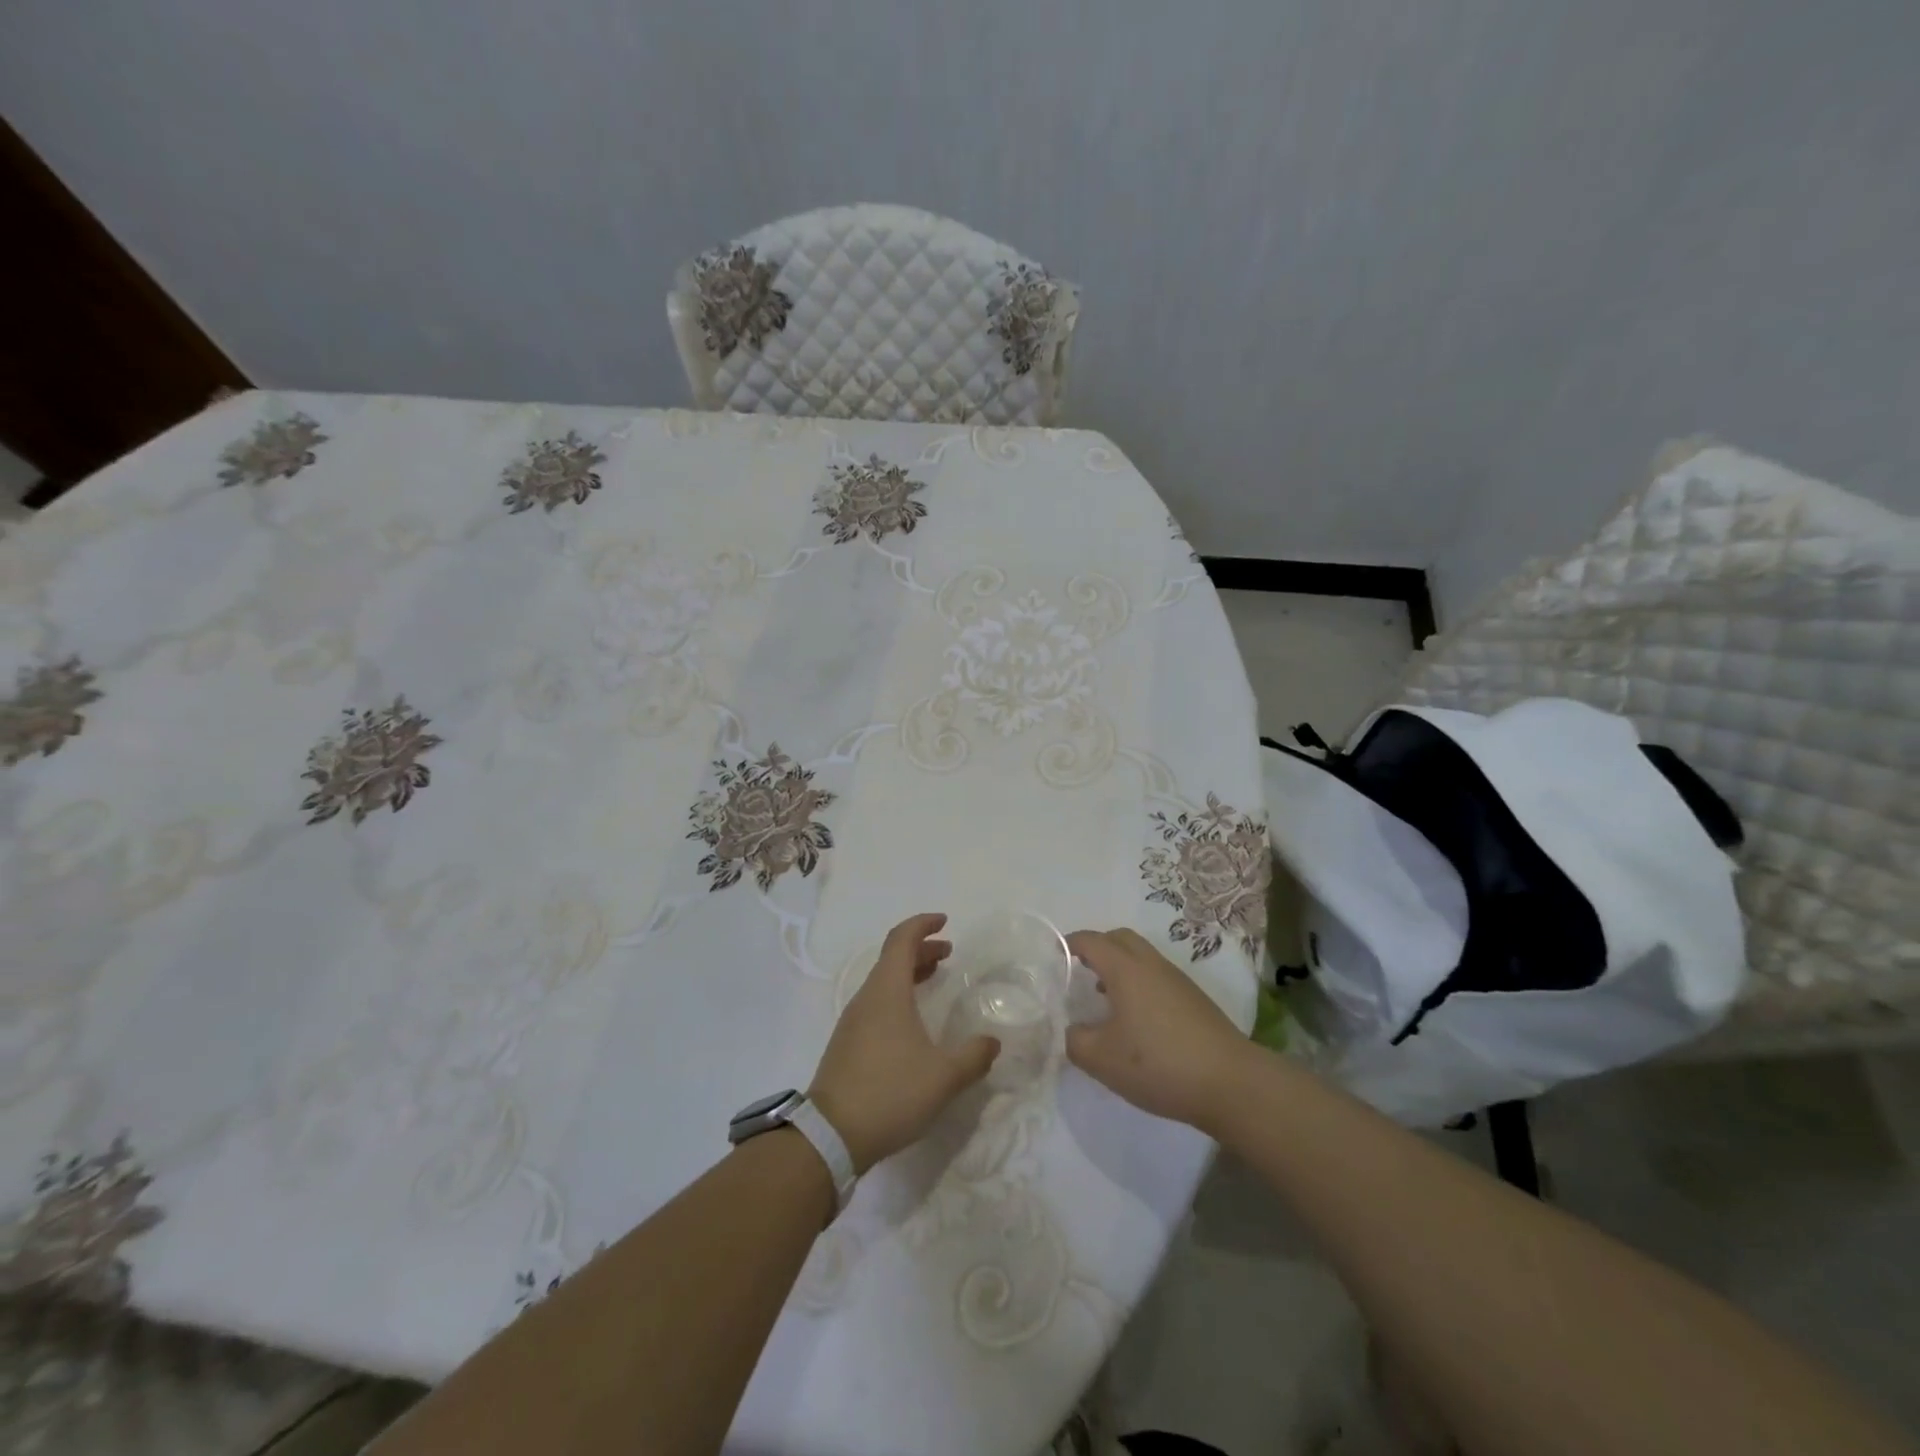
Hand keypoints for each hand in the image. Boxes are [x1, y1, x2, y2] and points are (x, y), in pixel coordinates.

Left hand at [808, 913, 999, 1173]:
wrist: (831, 1135)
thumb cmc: (890, 1092)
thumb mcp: (944, 1077)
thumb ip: (973, 1056)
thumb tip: (992, 1042)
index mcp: (887, 991)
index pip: (901, 940)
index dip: (922, 924)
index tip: (944, 921)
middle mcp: (867, 998)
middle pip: (892, 958)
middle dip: (921, 949)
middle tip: (949, 953)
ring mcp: (853, 1021)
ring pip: (883, 982)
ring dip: (909, 973)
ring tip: (935, 979)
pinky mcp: (847, 1044)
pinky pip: (876, 1003)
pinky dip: (898, 996)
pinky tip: (914, 1022)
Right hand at [1065, 928, 1253, 1132]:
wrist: (1230, 1083)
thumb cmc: (1159, 1063)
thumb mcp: (1102, 1059)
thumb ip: (1075, 1040)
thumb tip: (1072, 1030)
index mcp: (1125, 969)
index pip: (1091, 941)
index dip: (1069, 944)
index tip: (1053, 955)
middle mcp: (1151, 965)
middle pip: (1119, 938)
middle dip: (1097, 947)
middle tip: (1079, 970)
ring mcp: (1177, 981)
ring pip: (1141, 957)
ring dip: (1119, 967)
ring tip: (1103, 998)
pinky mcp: (1194, 1000)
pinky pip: (1157, 977)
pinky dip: (1139, 984)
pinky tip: (1135, 1020)